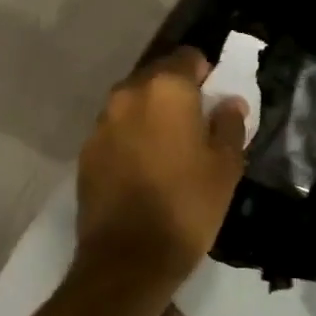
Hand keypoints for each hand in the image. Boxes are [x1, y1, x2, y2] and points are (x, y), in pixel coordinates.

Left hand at [74, 47, 248, 300]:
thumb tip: (229, 103)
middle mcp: (128, 94)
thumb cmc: (187, 205)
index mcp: (166, 88)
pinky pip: (115, 129)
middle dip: (176, 91)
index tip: (213, 100)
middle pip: (156, 75)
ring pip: (132, 102)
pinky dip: (130, 136)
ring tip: (167, 147)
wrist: (128, 258)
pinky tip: (142, 167)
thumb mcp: (226, 166)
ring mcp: (101, 122)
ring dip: (150, 113)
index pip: (188, 57)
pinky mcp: (85, 150)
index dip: (205, 74)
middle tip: (194, 124)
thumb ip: (229, 125)